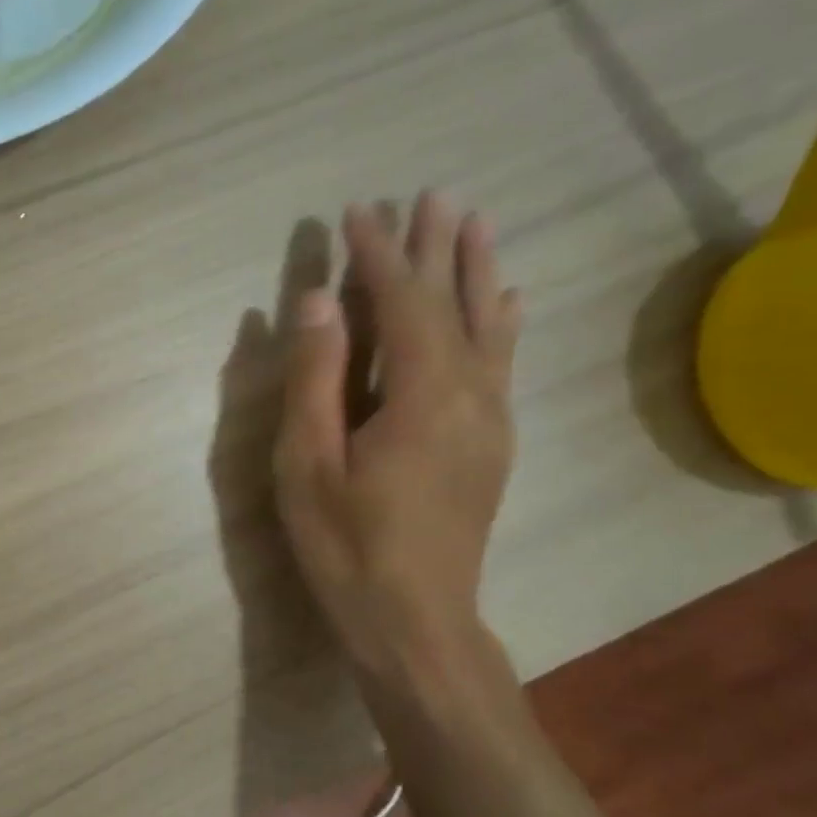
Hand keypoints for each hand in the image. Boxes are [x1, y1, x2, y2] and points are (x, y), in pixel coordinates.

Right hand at [273, 194, 521, 673]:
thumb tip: (316, 300)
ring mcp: (491, 420)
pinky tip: (508, 302)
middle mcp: (471, 394)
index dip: (378, 254)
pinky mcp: (493, 444)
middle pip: (456, 304)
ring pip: (490, 328)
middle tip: (432, 195)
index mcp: (422, 395)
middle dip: (438, 248)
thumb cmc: (346, 546)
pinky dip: (502, 322)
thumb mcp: (308, 465)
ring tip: (475, 225)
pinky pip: (503, 363)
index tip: (357, 211)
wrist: (415, 621)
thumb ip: (316, 378)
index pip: (402, 302)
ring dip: (478, 272)